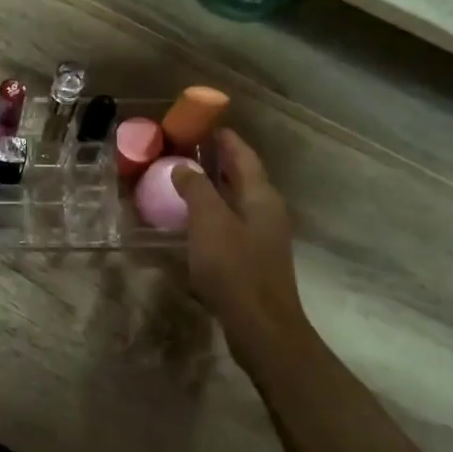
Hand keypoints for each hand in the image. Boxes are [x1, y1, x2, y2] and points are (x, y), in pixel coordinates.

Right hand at [172, 130, 308, 368]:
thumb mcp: (209, 222)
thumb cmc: (235, 268)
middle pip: (244, 177)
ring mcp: (263, 237)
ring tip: (187, 180)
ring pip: (238, 201)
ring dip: (215, 188)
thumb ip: (196, 190)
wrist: (261, 326)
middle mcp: (268, 211)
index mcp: (262, 196)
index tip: (204, 125)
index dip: (226, 139)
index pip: (244, 156)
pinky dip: (215, 213)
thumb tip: (184, 167)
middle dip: (219, 161)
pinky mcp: (254, 259)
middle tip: (188, 149)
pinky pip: (233, 223)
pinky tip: (194, 221)